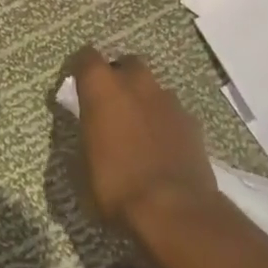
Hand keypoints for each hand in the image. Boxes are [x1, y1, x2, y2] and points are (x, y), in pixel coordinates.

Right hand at [67, 46, 217, 231]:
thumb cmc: (116, 186)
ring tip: (138, 128)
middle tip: (110, 104)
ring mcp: (168, 100)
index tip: (76, 84)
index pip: (86, 57)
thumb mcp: (82, 167)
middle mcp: (136, 83)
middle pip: (126, 64)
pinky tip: (162, 145)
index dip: (80, 68)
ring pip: (152, 87)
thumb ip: (86, 136)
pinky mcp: (191, 121)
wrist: (174, 210)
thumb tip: (88, 131)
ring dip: (143, 99)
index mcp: (102, 88)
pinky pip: (172, 111)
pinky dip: (164, 121)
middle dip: (118, 77)